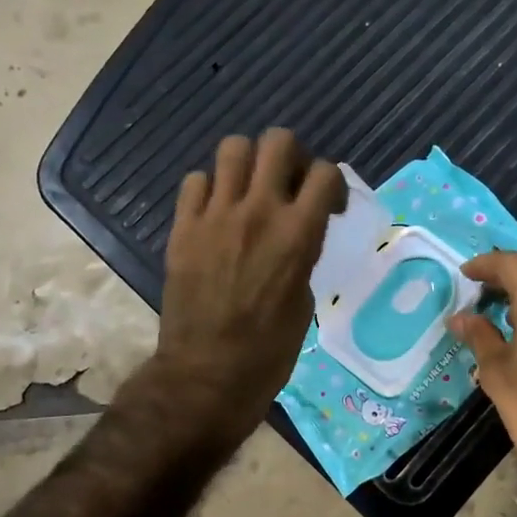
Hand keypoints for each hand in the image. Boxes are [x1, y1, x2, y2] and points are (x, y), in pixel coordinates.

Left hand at [155, 129, 344, 441]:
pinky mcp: (183, 228)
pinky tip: (216, 212)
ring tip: (249, 189)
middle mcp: (259, 211)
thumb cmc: (269, 349)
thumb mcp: (304, 297)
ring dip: (248, 163)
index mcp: (299, 233)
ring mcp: (216, 216)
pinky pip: (195, 181)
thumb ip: (302, 253)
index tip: (329, 206)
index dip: (333, 183)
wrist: (207, 374)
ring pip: (233, 148)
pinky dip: (210, 189)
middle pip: (278, 141)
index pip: (326, 172)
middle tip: (289, 184)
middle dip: (291, 156)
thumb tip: (294, 235)